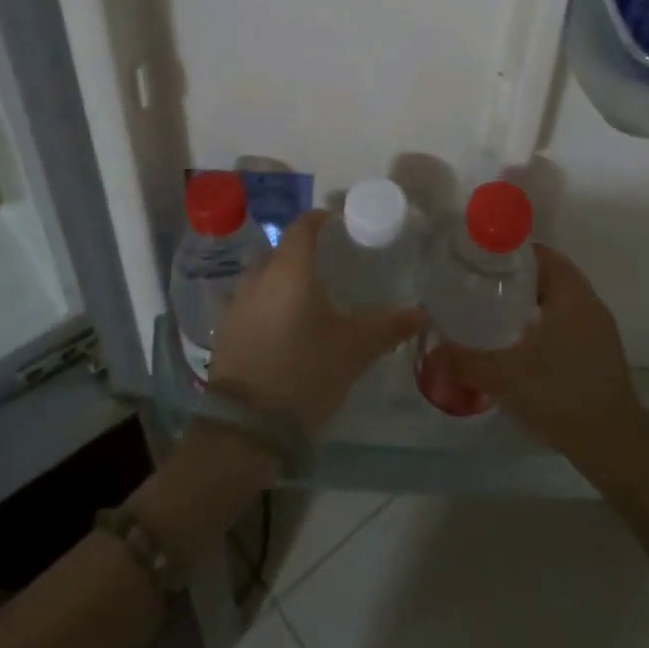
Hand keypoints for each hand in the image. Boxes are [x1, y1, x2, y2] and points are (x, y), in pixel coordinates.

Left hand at [209, 210, 425, 435]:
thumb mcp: (355, 349)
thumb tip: (422, 313)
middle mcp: (259, 276)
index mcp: (291, 269)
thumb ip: (389, 326)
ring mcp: (237, 303)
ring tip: (311, 296)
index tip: (342, 226)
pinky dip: (270, 303)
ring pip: (265, 276)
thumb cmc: (306, 372)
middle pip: (283, 250)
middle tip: (334, 265)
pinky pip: (252, 302)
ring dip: (285, 279)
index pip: (303, 225)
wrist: (247, 428)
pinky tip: (287, 325)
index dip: (322, 219)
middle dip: (306, 252)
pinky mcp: (226, 330)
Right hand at [422, 246, 648, 472]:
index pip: (539, 254)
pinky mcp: (601, 352)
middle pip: (548, 275)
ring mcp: (599, 328)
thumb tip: (430, 353)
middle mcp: (589, 302)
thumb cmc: (560, 394)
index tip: (480, 262)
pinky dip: (544, 324)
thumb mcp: (504, 377)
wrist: (614, 445)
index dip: (509, 254)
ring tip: (496, 315)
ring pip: (559, 301)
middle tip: (481, 288)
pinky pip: (568, 322)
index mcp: (570, 293)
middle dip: (515, 279)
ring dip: (531, 303)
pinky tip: (522, 346)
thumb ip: (464, 361)